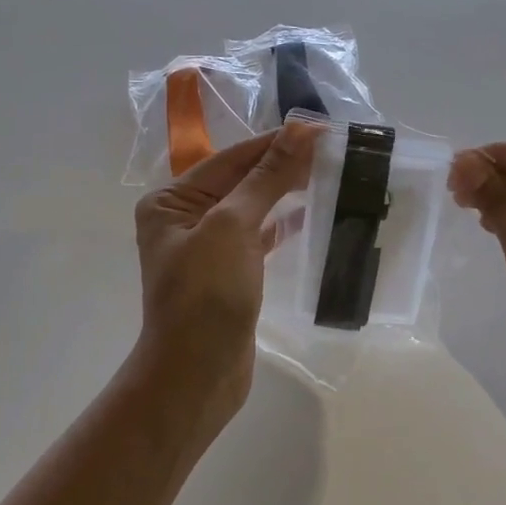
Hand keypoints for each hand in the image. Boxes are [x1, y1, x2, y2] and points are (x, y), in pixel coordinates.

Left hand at [131, 121, 316, 433]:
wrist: (196, 375)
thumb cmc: (206, 294)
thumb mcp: (233, 227)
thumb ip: (267, 177)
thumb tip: (301, 130)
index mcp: (171, 200)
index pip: (231, 158)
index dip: (276, 143)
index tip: (321, 130)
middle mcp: (184, 219)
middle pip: (241, 180)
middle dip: (283, 166)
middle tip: (334, 151)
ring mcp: (207, 248)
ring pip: (253, 208)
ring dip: (287, 193)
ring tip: (330, 175)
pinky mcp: (229, 274)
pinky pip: (259, 238)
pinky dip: (284, 225)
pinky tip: (312, 215)